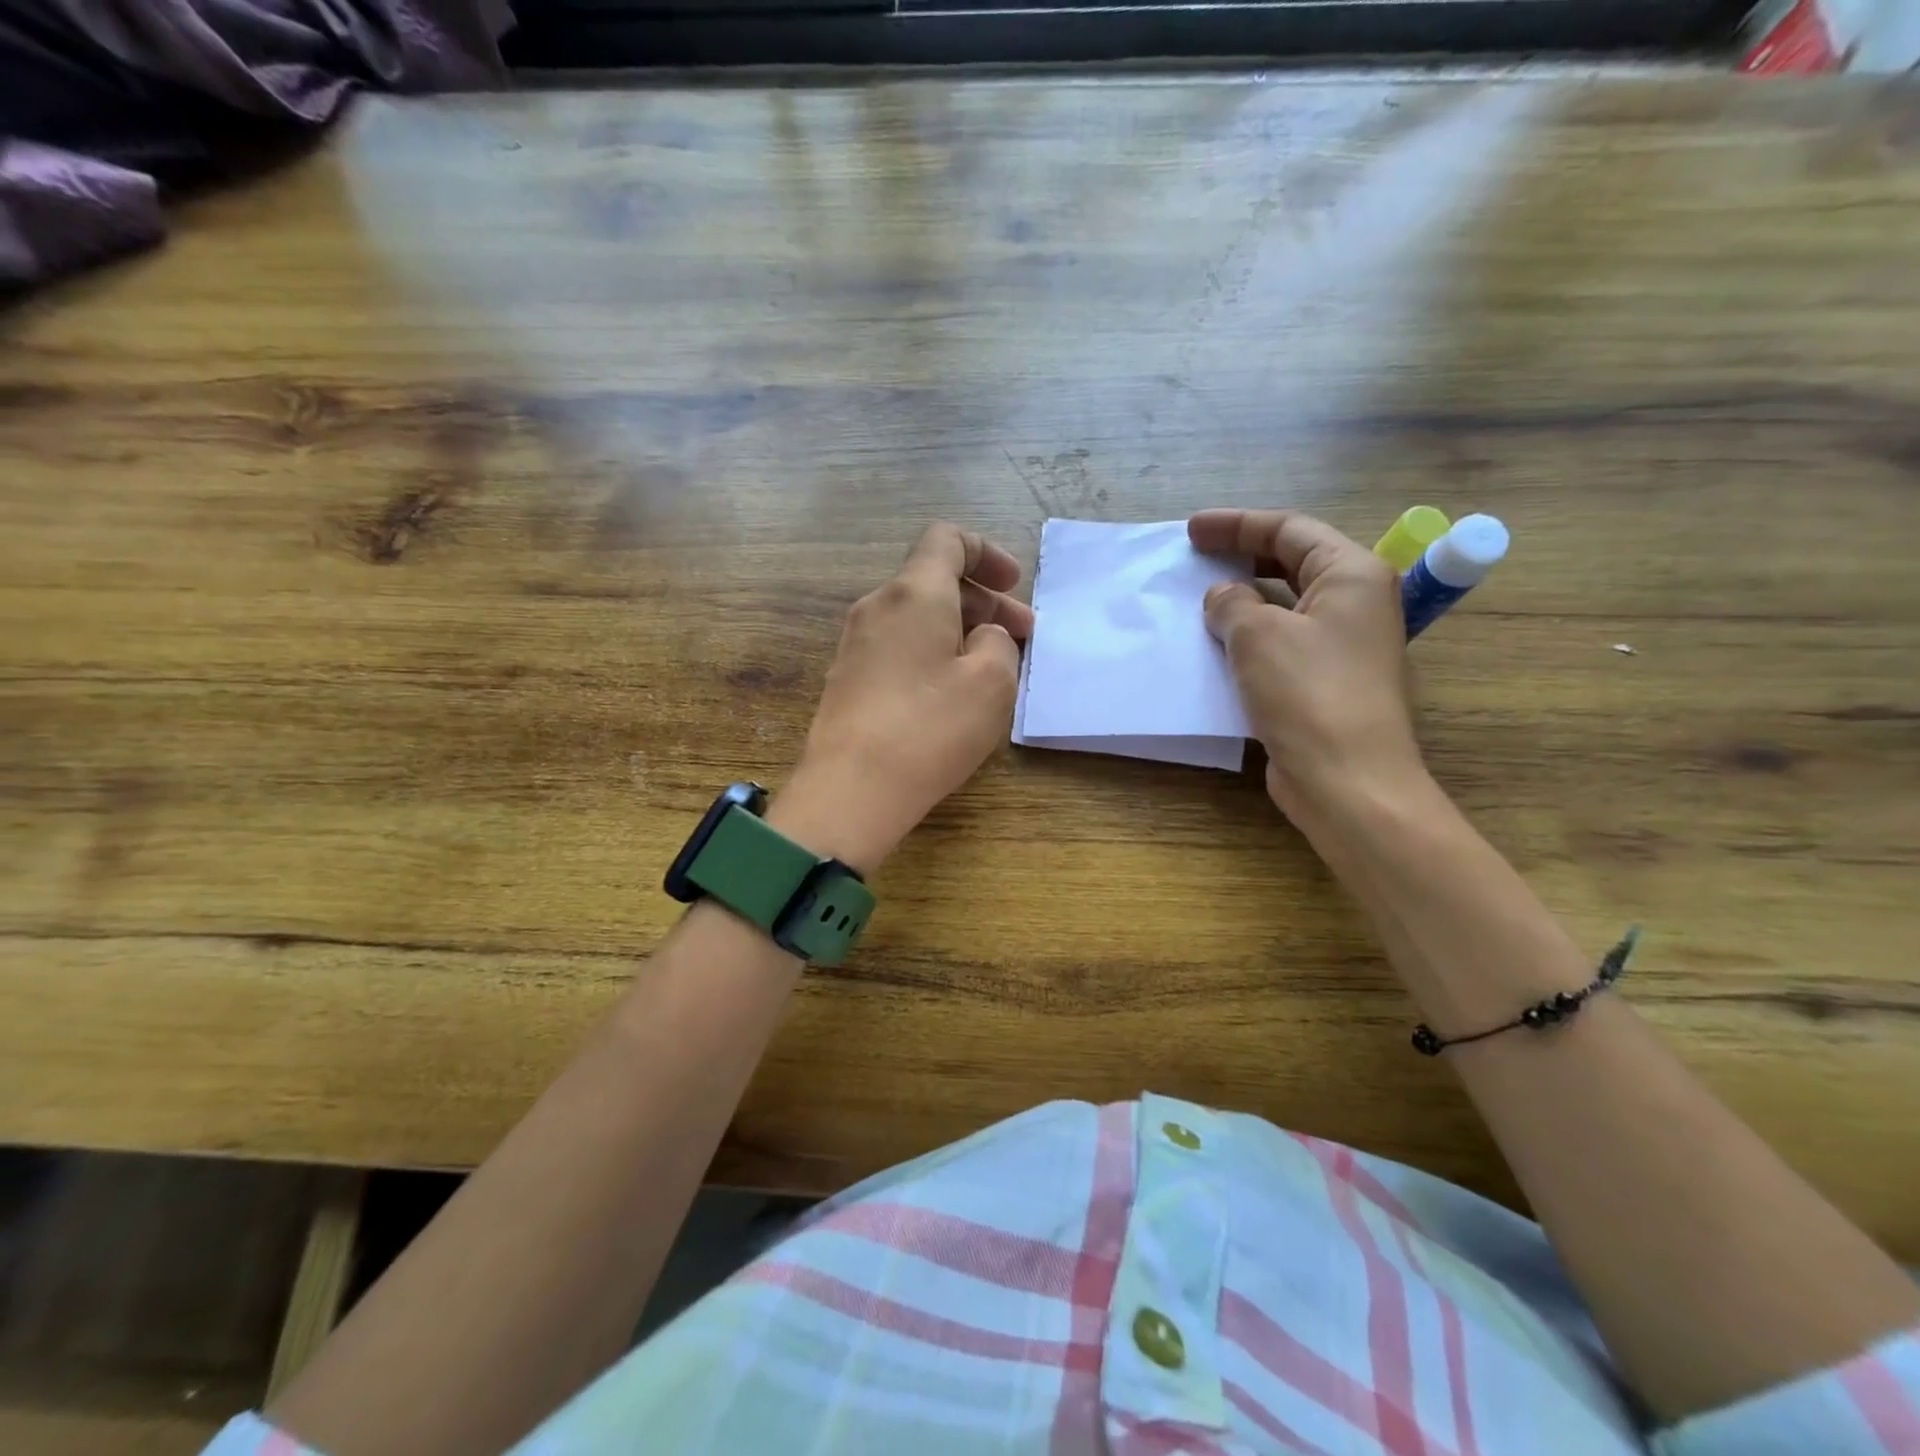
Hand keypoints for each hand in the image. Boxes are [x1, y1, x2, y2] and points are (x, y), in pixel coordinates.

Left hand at [770, 523, 1033, 873]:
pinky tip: (952, 694)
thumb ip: (999, 643)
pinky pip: (898, 648)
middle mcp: (877, 607)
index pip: (946, 540)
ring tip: (993, 668)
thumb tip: (981, 636)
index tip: (1014, 585)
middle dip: (984, 603)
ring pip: (917, 618)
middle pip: (934, 582)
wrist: (850, 790)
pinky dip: (932, 654)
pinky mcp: (847, 681)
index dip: (986, 553)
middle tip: (1023, 637)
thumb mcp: (992, 682)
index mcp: (914, 593)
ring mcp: (855, 645)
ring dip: (959, 631)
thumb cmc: (930, 728)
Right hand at [1188, 509, 1424, 824]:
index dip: (1237, 525)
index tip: (1192, 530)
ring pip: (1285, 606)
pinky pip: (1281, 645)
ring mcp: (1342, 646)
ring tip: (1198, 600)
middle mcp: (1355, 604)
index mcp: (1352, 575)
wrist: (1346, 780)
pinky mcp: (1325, 683)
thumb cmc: (1308, 693)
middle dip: (1242, 557)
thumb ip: (1232, 604)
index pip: (1290, 530)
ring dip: (1242, 600)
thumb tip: (1222, 599)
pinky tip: (1215, 647)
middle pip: (1292, 563)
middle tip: (1195, 556)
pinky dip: (1248, 638)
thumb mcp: (1258, 635)